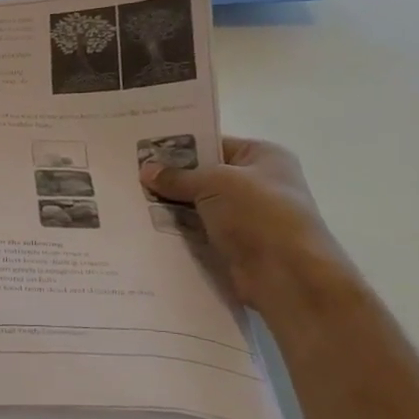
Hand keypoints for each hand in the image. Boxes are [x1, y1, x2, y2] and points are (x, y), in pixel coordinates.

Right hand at [139, 135, 354, 311]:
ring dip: (172, 207)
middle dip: (171, 178)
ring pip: (199, 206)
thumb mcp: (214, 183)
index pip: (214, 143)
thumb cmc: (258, 214)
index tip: (143, 150)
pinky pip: (199, 233)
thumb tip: (146, 170)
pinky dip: (179, 232)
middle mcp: (258, 183)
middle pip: (204, 176)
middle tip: (131, 176)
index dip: (179, 147)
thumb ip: (178, 177)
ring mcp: (247, 217)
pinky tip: (147, 228)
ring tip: (131, 201)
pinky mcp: (235, 246)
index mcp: (263, 156)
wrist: (287, 275)